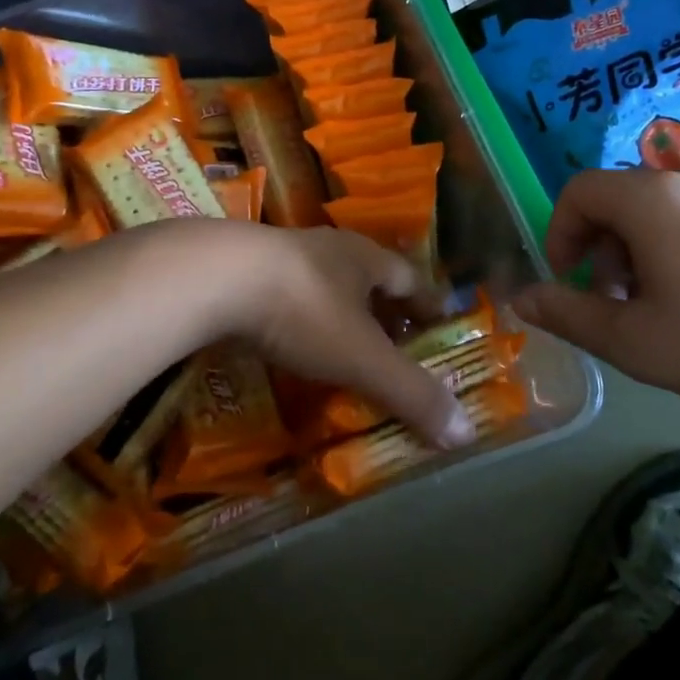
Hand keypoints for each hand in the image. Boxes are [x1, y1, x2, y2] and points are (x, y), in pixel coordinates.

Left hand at [217, 224, 475, 450]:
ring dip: (338, 312)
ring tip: (343, 346)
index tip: (440, 324)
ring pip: (323, 283)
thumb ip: (411, 392)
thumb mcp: (362, 357)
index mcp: (364, 257)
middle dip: (383, 309)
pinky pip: (284, 295)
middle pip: (367, 277)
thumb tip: (466, 431)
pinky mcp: (244, 270)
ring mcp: (282, 255)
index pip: (409, 277)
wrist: (214, 277)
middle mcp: (328, 248)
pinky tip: (289, 341)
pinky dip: (297, 319)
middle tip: (395, 344)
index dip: (427, 303)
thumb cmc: (302, 309)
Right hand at [511, 169, 679, 424]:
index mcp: (650, 200)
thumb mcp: (636, 341)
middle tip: (613, 302)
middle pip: (618, 198)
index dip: (559, 233)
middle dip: (599, 247)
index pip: (578, 191)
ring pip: (658, 211)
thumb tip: (522, 298)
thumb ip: (570, 314)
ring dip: (637, 252)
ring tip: (657, 309)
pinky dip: (677, 251)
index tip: (569, 282)